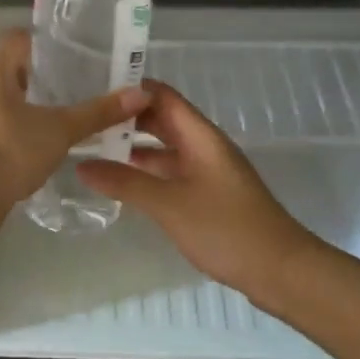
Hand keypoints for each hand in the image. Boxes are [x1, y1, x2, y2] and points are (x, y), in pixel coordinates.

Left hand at [0, 30, 149, 217]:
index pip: (19, 40)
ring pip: (2, 104)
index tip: (76, 55)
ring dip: (28, 109)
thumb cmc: (10, 148)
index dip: (46, 43)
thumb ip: (98, 112)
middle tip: (79, 88)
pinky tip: (40, 148)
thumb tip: (141, 94)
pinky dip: (15, 134)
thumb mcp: (60, 129)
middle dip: (43, 80)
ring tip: (65, 119)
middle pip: (11, 72)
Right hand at [77, 80, 317, 297]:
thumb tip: (81, 165)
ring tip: (92, 149)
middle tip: (84, 120)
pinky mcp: (207, 196)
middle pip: (162, 120)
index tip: (92, 89)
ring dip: (133, 147)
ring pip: (165, 149)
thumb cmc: (226, 228)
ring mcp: (207, 172)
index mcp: (201, 137)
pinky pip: (170, 173)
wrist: (278, 270)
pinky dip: (146, 172)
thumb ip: (125, 183)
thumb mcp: (169, 204)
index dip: (131, 88)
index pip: (163, 96)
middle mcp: (204, 147)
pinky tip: (121, 182)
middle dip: (126, 118)